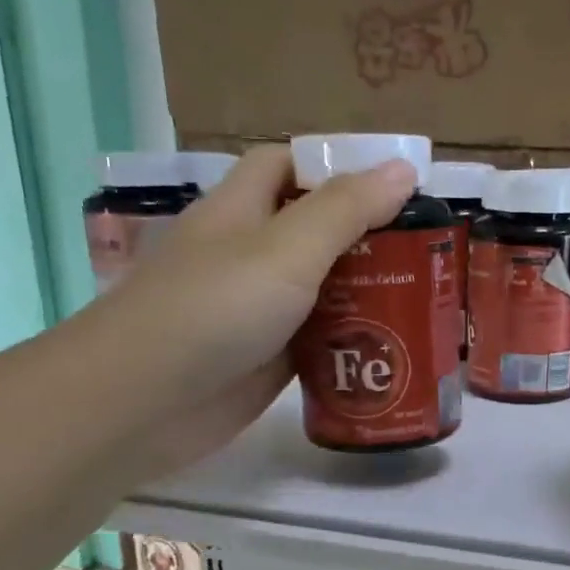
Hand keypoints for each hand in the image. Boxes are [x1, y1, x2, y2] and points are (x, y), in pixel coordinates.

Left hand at [88, 142, 416, 477]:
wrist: (142, 404)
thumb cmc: (214, 309)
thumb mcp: (286, 249)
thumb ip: (345, 210)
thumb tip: (402, 169)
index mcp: (241, 209)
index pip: (287, 165)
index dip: (336, 166)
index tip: (395, 186)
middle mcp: (248, 254)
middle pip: (314, 230)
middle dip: (367, 235)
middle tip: (427, 250)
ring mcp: (257, 309)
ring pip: (321, 288)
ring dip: (366, 291)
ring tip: (425, 296)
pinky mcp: (267, 357)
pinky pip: (319, 338)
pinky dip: (352, 339)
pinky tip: (395, 345)